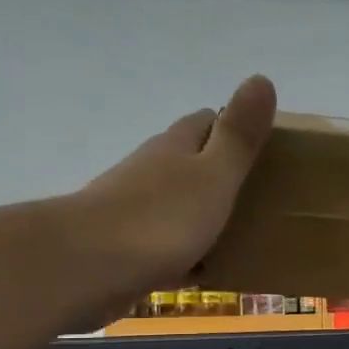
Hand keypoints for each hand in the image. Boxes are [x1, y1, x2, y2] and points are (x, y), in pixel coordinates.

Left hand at [59, 75, 276, 315]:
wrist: (86, 267)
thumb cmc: (160, 218)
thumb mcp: (213, 176)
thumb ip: (238, 136)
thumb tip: (261, 78)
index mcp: (174, 148)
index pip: (205, 122)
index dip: (231, 127)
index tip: (263, 145)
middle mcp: (150, 171)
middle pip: (188, 162)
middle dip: (218, 171)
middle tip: (258, 192)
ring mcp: (132, 210)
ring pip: (175, 203)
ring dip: (201, 212)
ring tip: (238, 232)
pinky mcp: (124, 248)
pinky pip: (165, 246)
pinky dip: (186, 253)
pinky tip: (202, 270)